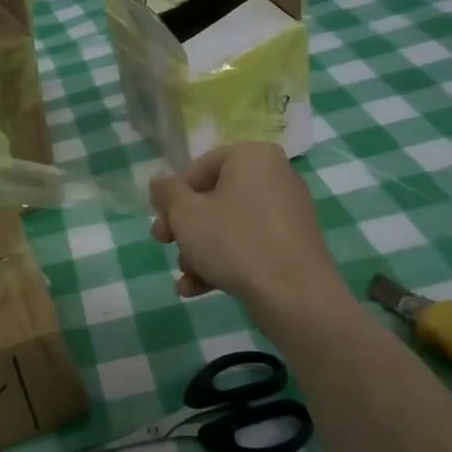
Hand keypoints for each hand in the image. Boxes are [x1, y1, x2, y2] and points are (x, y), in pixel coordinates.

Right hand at [149, 143, 349, 315]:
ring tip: (184, 276)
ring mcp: (286, 214)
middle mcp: (275, 178)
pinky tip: (196, 289)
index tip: (162, 218)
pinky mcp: (291, 246)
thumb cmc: (234, 241)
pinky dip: (222, 263)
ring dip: (198, 250)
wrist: (293, 294)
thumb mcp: (186, 214)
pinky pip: (248, 246)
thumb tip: (159, 181)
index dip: (175, 194)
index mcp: (253, 157)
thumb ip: (167, 193)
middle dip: (184, 227)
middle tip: (163, 243)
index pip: (202, 166)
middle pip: (214, 198)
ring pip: (228, 226)